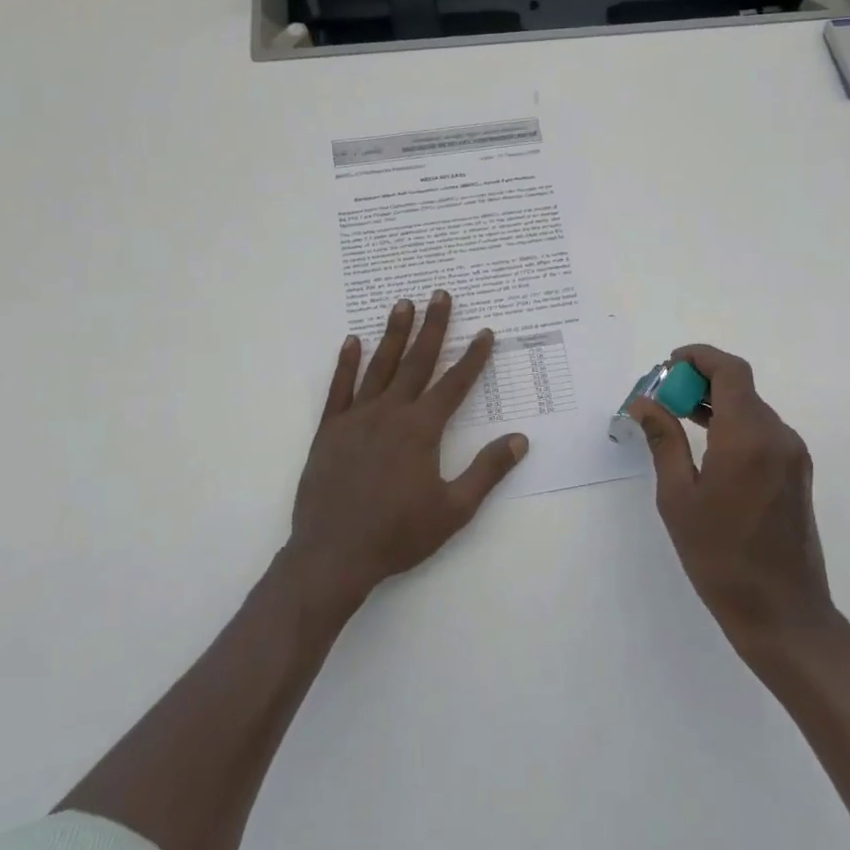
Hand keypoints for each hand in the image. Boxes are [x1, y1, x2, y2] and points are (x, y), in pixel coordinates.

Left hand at [289, 291, 528, 606]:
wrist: (333, 555)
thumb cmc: (398, 535)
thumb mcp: (454, 509)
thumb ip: (487, 471)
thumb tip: (520, 439)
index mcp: (422, 430)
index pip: (454, 384)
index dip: (473, 358)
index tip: (486, 332)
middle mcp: (390, 413)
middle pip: (417, 362)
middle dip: (433, 327)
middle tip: (441, 295)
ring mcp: (356, 418)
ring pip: (379, 366)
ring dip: (393, 334)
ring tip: (403, 303)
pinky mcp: (329, 430)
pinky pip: (339, 388)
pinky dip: (346, 363)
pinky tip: (352, 341)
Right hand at [629, 345, 832, 650]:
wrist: (782, 613)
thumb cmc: (720, 557)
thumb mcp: (678, 498)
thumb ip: (663, 441)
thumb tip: (644, 403)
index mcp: (748, 437)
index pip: (729, 371)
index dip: (699, 357)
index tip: (668, 365)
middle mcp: (778, 436)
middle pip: (740, 387)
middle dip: (700, 382)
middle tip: (662, 398)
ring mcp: (792, 455)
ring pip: (752, 408)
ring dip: (716, 403)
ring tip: (676, 419)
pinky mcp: (796, 473)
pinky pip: (762, 432)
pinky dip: (733, 425)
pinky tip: (707, 446)